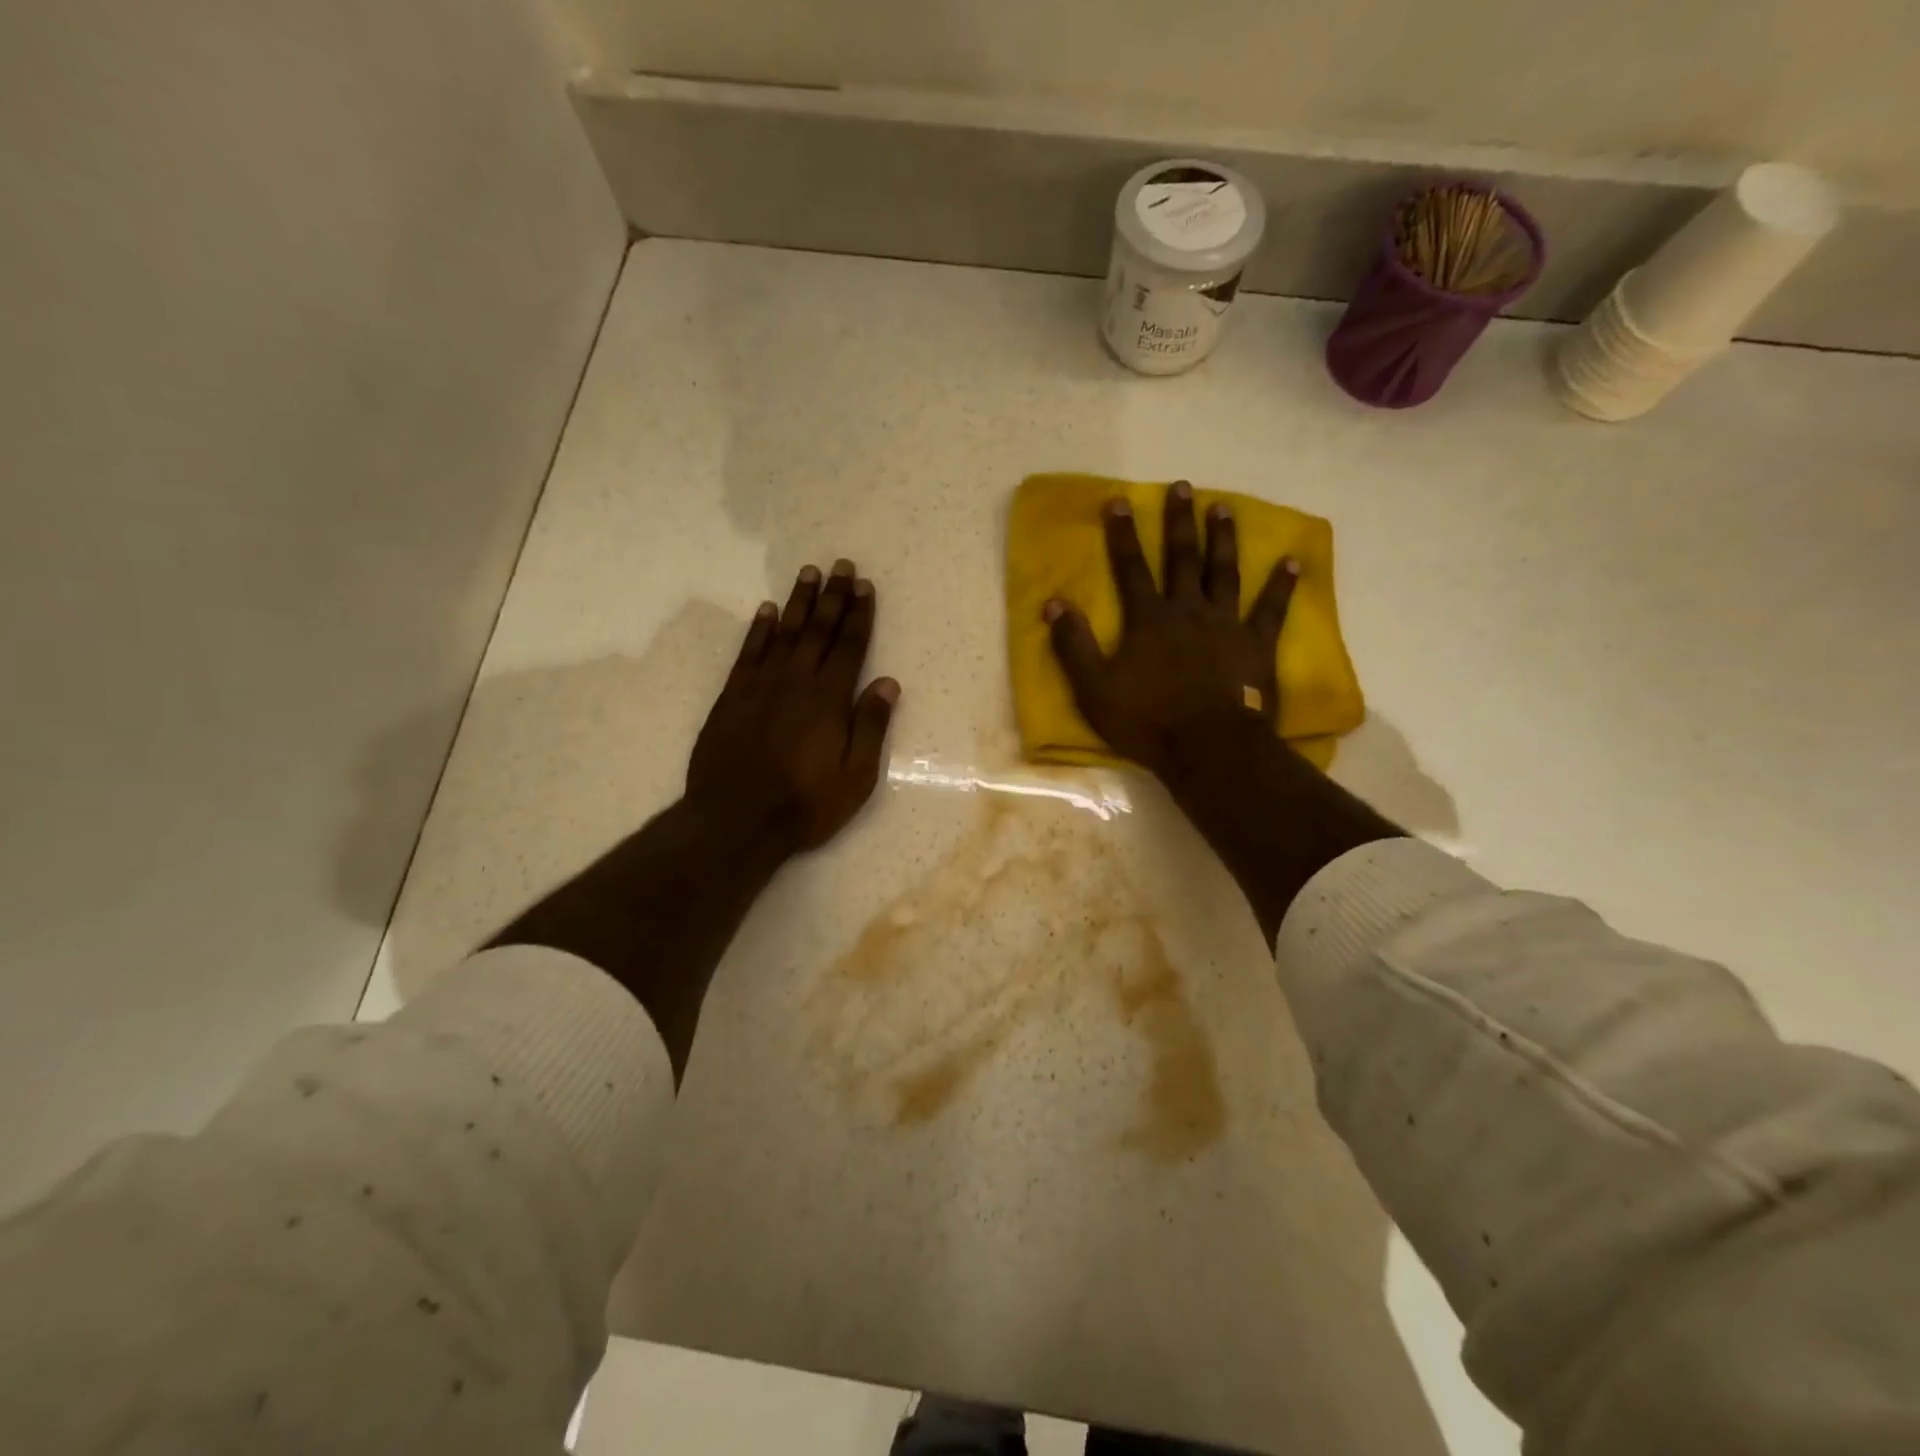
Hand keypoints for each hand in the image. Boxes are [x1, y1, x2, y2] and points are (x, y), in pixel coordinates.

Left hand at [688, 560, 899, 853]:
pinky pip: (749, 653)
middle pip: (818, 630)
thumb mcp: (856, 776)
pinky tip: (767, 611)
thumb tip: (888, 683)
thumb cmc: (805, 804)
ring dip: (798, 602)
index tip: (865, 586)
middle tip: (841, 566)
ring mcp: (761, 686)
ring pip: (784, 633)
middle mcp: (796, 682)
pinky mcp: (733, 698)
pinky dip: (760, 629)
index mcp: (830, 699)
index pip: (849, 646)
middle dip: (833, 596)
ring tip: (809, 573)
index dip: (859, 614)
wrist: (735, 820)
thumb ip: (871, 726)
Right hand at [1044, 480, 1297, 779]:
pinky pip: (1271, 608)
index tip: (1120, 500)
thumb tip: (1054, 602)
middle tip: (1182, 486)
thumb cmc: (1147, 721)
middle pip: (1182, 558)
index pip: (1131, 568)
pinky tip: (1292, 561)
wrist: (1209, 748)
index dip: (1123, 534)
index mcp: (1148, 620)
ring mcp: (1226, 624)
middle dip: (1179, 522)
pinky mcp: (1257, 645)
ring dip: (1223, 538)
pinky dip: (1281, 585)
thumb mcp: (1094, 688)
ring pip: (1224, 572)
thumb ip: (1073, 645)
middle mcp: (1188, 610)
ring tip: (1223, 507)